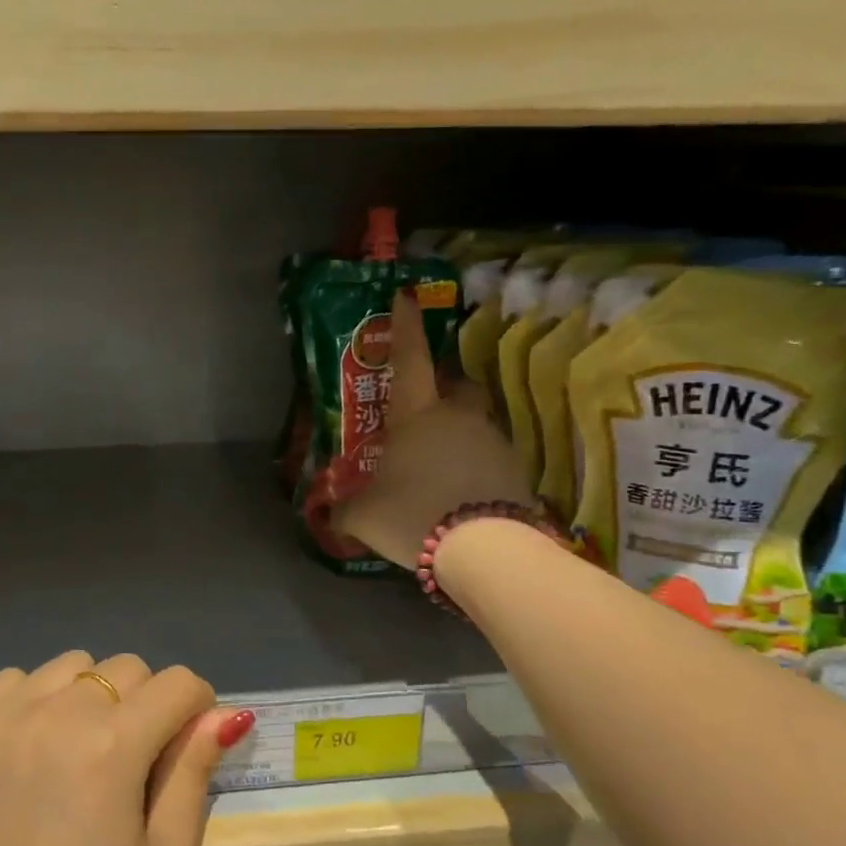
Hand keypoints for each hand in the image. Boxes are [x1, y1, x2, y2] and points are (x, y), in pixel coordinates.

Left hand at [0, 651, 251, 845]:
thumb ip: (195, 774)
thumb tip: (225, 716)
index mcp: (115, 742)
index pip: (179, 683)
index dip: (197, 708)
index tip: (187, 745)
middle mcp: (61, 710)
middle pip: (127, 668)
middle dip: (146, 703)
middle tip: (131, 761)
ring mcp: (7, 715)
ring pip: (72, 665)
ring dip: (89, 695)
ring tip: (77, 749)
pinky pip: (12, 679)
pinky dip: (31, 698)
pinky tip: (30, 744)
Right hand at [336, 292, 531, 566]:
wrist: (485, 548)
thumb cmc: (413, 514)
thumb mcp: (364, 516)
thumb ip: (345, 510)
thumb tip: (329, 515)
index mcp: (416, 415)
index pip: (410, 359)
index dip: (407, 327)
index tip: (407, 297)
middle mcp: (457, 418)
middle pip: (457, 386)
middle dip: (444, 388)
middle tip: (427, 406)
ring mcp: (492, 441)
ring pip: (476, 423)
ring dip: (459, 433)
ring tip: (440, 466)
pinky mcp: (516, 471)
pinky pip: (491, 458)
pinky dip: (476, 467)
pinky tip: (462, 494)